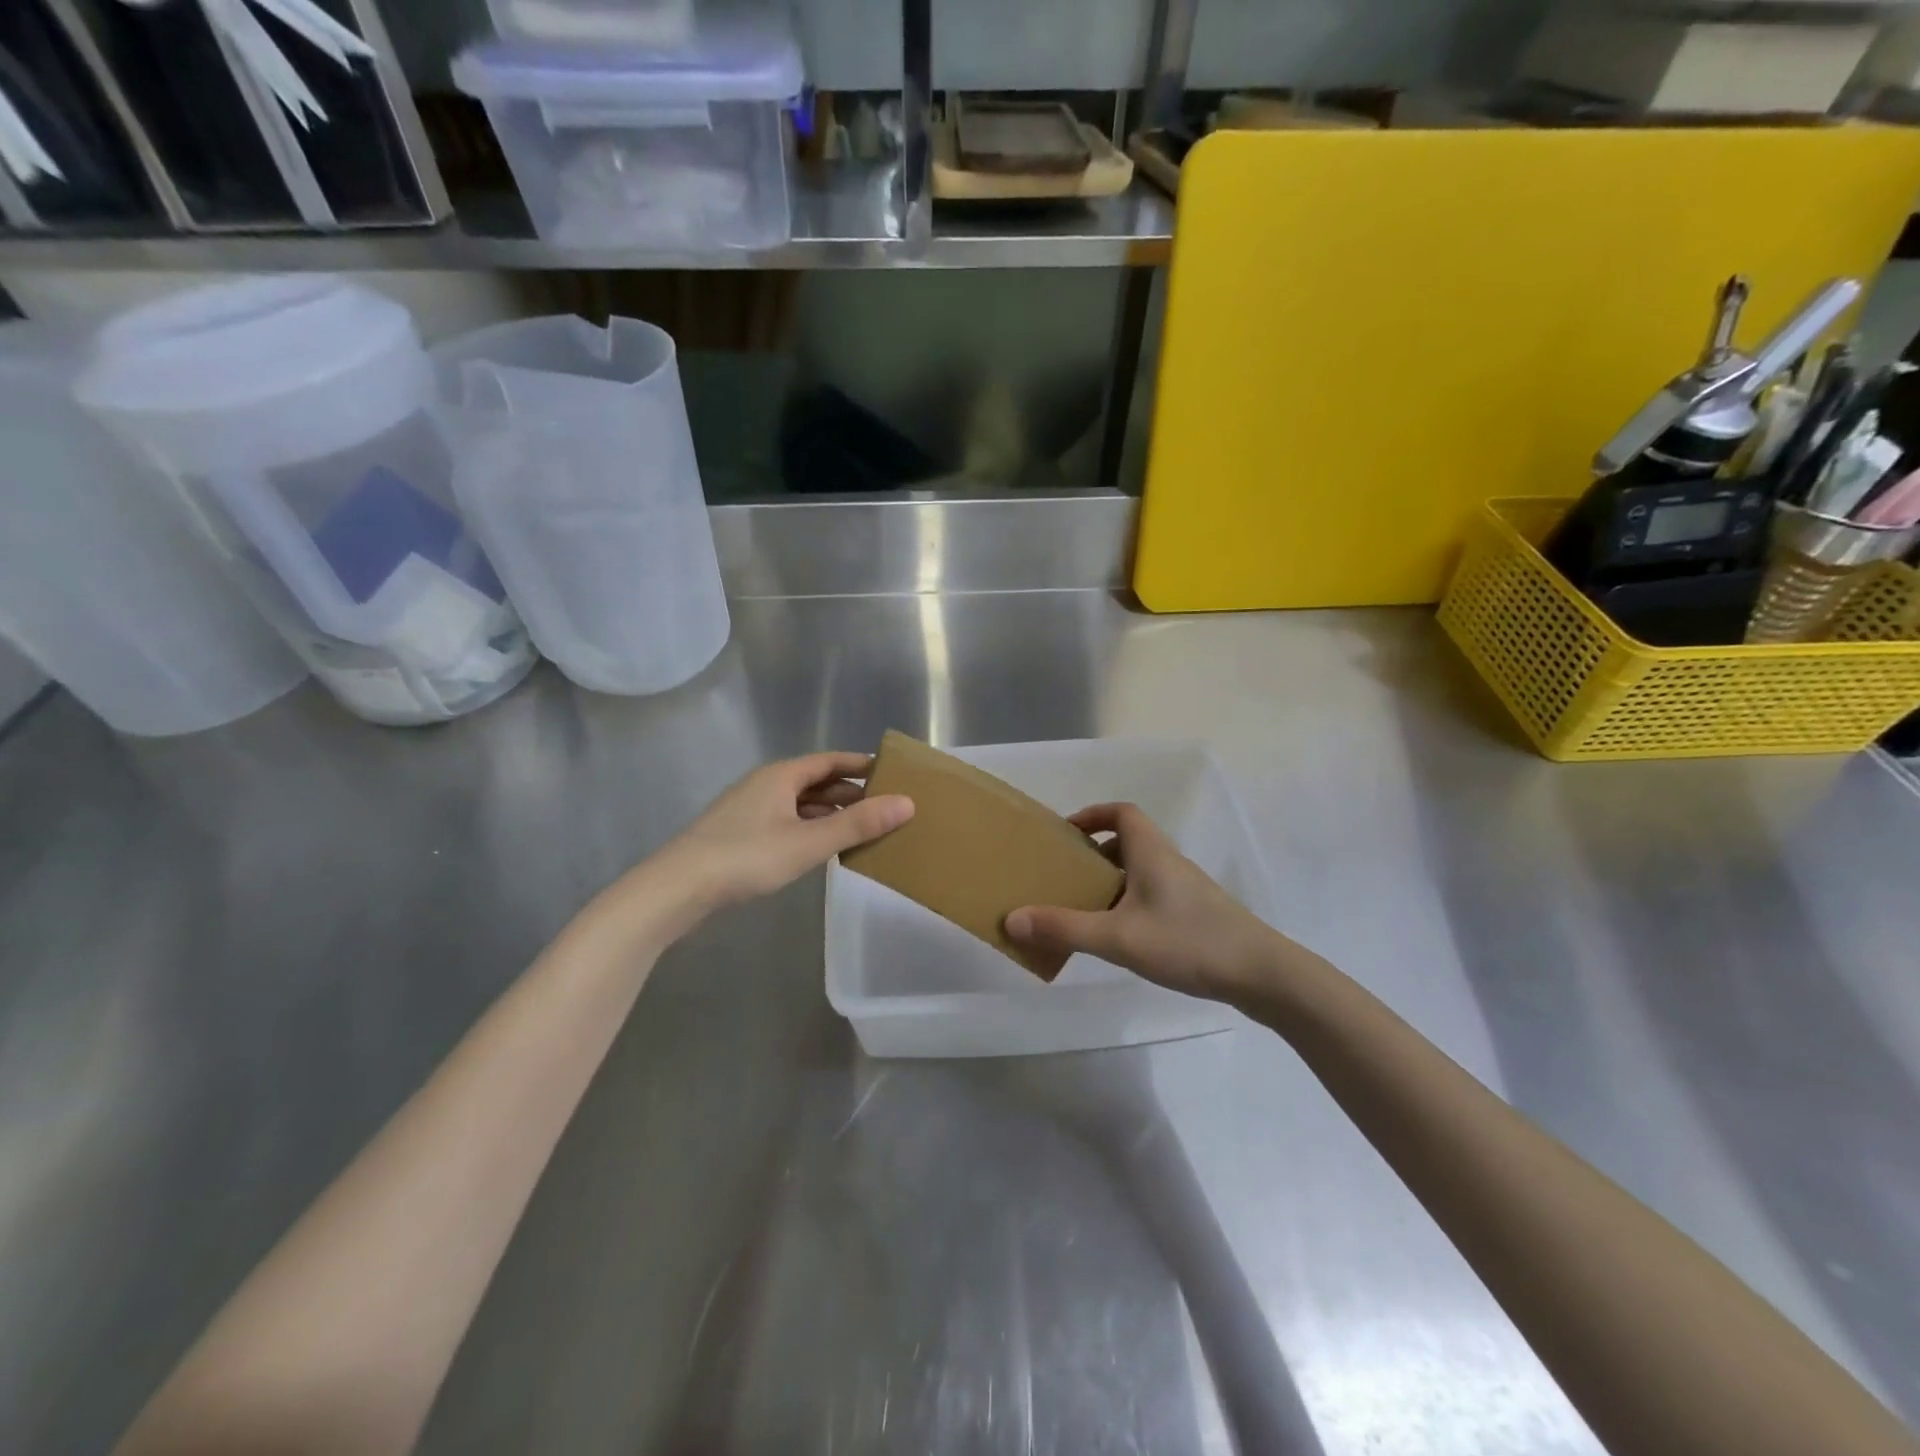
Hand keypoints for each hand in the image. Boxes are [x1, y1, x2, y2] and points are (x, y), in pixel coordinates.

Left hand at [655, 752, 913, 914]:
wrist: (677, 887)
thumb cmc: (747, 857)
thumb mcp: (809, 842)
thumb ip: (857, 824)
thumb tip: (907, 803)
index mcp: (782, 775)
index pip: (830, 761)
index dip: (861, 765)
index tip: (892, 773)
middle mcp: (766, 784)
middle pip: (816, 781)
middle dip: (850, 792)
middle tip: (885, 806)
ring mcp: (750, 809)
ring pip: (800, 803)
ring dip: (830, 812)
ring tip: (863, 828)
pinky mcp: (740, 833)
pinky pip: (787, 820)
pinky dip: (811, 827)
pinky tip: (823, 847)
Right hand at [1004, 803, 1278, 1001]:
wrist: (1262, 974)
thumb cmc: (1188, 941)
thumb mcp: (1118, 937)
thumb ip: (1064, 928)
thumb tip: (1012, 919)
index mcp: (1151, 852)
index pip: (1122, 813)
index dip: (1092, 815)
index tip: (1066, 834)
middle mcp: (1169, 863)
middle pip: (1127, 843)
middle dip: (1093, 855)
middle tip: (1065, 877)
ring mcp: (1186, 891)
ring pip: (1140, 874)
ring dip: (1111, 884)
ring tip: (1083, 910)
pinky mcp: (1196, 916)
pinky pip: (1152, 898)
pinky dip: (1129, 907)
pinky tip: (1120, 939)